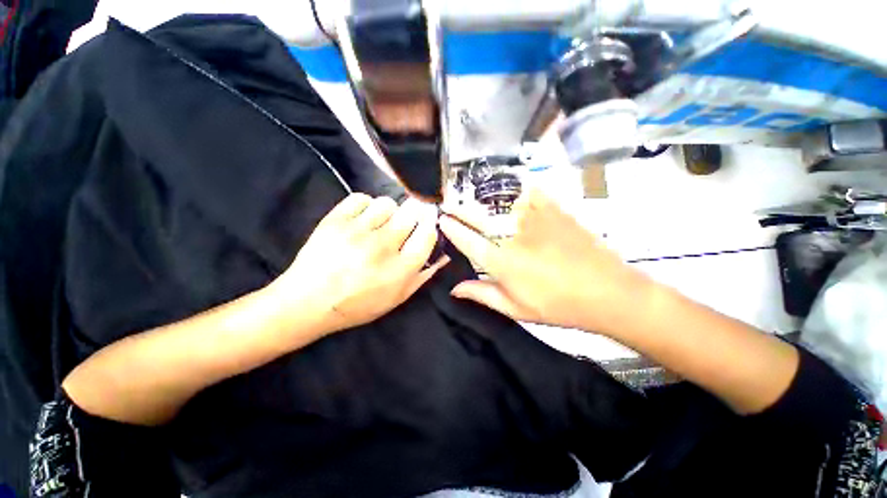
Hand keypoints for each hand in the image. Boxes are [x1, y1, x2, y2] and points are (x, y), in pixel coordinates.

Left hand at [273, 193, 447, 333]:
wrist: (308, 302)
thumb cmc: (358, 305)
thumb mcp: (397, 298)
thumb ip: (423, 276)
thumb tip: (443, 255)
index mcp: (400, 269)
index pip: (427, 233)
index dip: (429, 226)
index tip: (424, 226)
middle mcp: (383, 247)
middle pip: (411, 212)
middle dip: (412, 216)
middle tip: (402, 226)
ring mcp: (358, 231)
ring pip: (387, 203)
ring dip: (388, 213)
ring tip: (379, 224)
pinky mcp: (336, 220)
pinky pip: (361, 198)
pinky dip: (365, 206)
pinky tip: (361, 219)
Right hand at [438, 189, 652, 335]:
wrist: (608, 292)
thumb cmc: (559, 306)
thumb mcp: (516, 309)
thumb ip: (483, 295)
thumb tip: (455, 289)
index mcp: (502, 263)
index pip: (468, 241)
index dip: (452, 229)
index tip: (442, 220)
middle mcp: (514, 237)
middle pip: (479, 217)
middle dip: (460, 209)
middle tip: (448, 202)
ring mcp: (535, 220)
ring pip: (501, 203)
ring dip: (482, 199)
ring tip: (472, 195)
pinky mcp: (554, 211)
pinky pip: (531, 192)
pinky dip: (518, 188)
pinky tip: (512, 187)